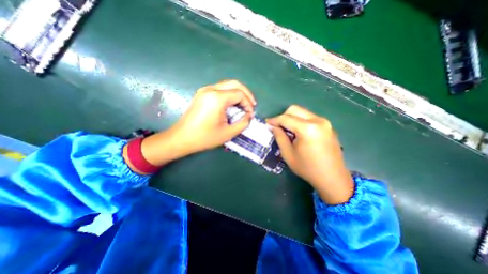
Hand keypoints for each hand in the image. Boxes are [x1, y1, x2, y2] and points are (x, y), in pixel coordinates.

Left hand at [124, 79, 255, 172]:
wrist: (182, 138)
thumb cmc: (205, 137)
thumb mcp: (228, 133)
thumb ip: (243, 123)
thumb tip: (249, 116)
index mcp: (217, 98)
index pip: (239, 94)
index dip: (248, 103)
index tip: (250, 114)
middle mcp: (211, 89)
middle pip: (234, 84)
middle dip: (246, 94)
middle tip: (251, 105)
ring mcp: (205, 90)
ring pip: (227, 85)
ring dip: (238, 93)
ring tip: (243, 105)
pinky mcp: (202, 94)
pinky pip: (220, 89)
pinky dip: (229, 95)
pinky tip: (232, 105)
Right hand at [269, 106, 352, 204]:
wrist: (332, 178)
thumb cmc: (307, 168)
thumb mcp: (288, 154)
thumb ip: (279, 137)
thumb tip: (273, 126)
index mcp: (307, 128)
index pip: (286, 118)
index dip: (274, 120)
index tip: (267, 123)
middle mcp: (318, 120)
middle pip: (295, 109)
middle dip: (283, 116)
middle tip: (278, 127)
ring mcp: (325, 122)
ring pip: (302, 112)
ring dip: (292, 118)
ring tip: (288, 131)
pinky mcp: (328, 126)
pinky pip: (310, 118)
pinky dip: (300, 121)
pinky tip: (299, 133)